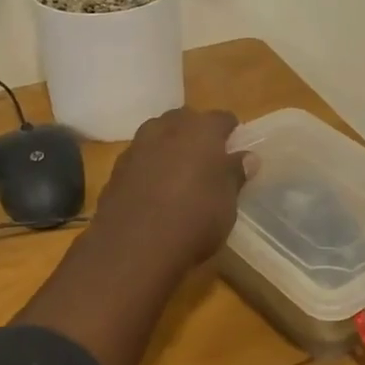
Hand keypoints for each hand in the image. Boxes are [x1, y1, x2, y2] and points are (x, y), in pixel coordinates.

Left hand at [90, 107, 252, 273]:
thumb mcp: (227, 201)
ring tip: (180, 174)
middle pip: (184, 120)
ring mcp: (136, 148)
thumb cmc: (194, 219)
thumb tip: (248, 157)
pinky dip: (148, 168)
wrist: (134, 246)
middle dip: (195, 134)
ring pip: (157, 136)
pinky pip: (139, 160)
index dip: (231, 132)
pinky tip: (154, 192)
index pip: (222, 118)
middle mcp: (166, 129)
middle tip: (207, 159)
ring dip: (169, 148)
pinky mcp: (116, 171)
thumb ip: (235, 174)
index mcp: (200, 130)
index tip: (236, 148)